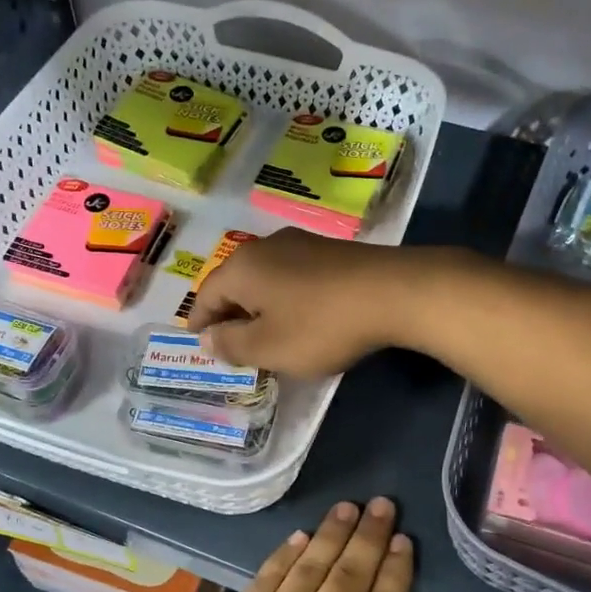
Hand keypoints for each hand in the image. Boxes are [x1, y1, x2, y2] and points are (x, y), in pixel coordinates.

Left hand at [160, 498, 414, 591]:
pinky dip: (288, 552)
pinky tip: (302, 535)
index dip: (396, 570)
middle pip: (353, 573)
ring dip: (334, 532)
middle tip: (383, 504)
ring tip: (349, 505)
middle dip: (371, 535)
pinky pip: (272, 574)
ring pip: (314, 564)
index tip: (403, 541)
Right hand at [186, 229, 409, 376]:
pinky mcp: (329, 251)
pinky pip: (291, 276)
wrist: (392, 292)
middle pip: (234, 282)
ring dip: (258, 305)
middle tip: (228, 342)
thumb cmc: (320, 325)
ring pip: (264, 277)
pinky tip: (298, 316)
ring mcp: (300, 244)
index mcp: (241, 268)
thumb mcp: (269, 347)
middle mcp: (265, 247)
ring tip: (262, 332)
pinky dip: (284, 298)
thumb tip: (207, 338)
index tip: (197, 342)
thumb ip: (231, 345)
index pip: (206, 295)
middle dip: (228, 313)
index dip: (200, 322)